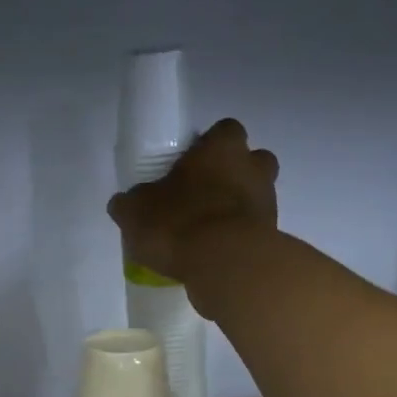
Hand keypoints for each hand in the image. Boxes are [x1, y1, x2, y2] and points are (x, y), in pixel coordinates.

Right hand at [107, 117, 278, 309]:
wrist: (226, 265)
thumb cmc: (180, 223)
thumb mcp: (136, 212)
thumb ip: (130, 203)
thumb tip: (123, 204)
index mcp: (222, 147)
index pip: (223, 131)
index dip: (208, 147)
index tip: (190, 166)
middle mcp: (253, 167)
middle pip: (251, 162)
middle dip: (232, 176)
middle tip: (203, 198)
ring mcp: (268, 203)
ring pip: (256, 197)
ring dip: (237, 210)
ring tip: (207, 235)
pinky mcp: (273, 238)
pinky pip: (255, 232)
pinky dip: (240, 240)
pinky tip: (216, 257)